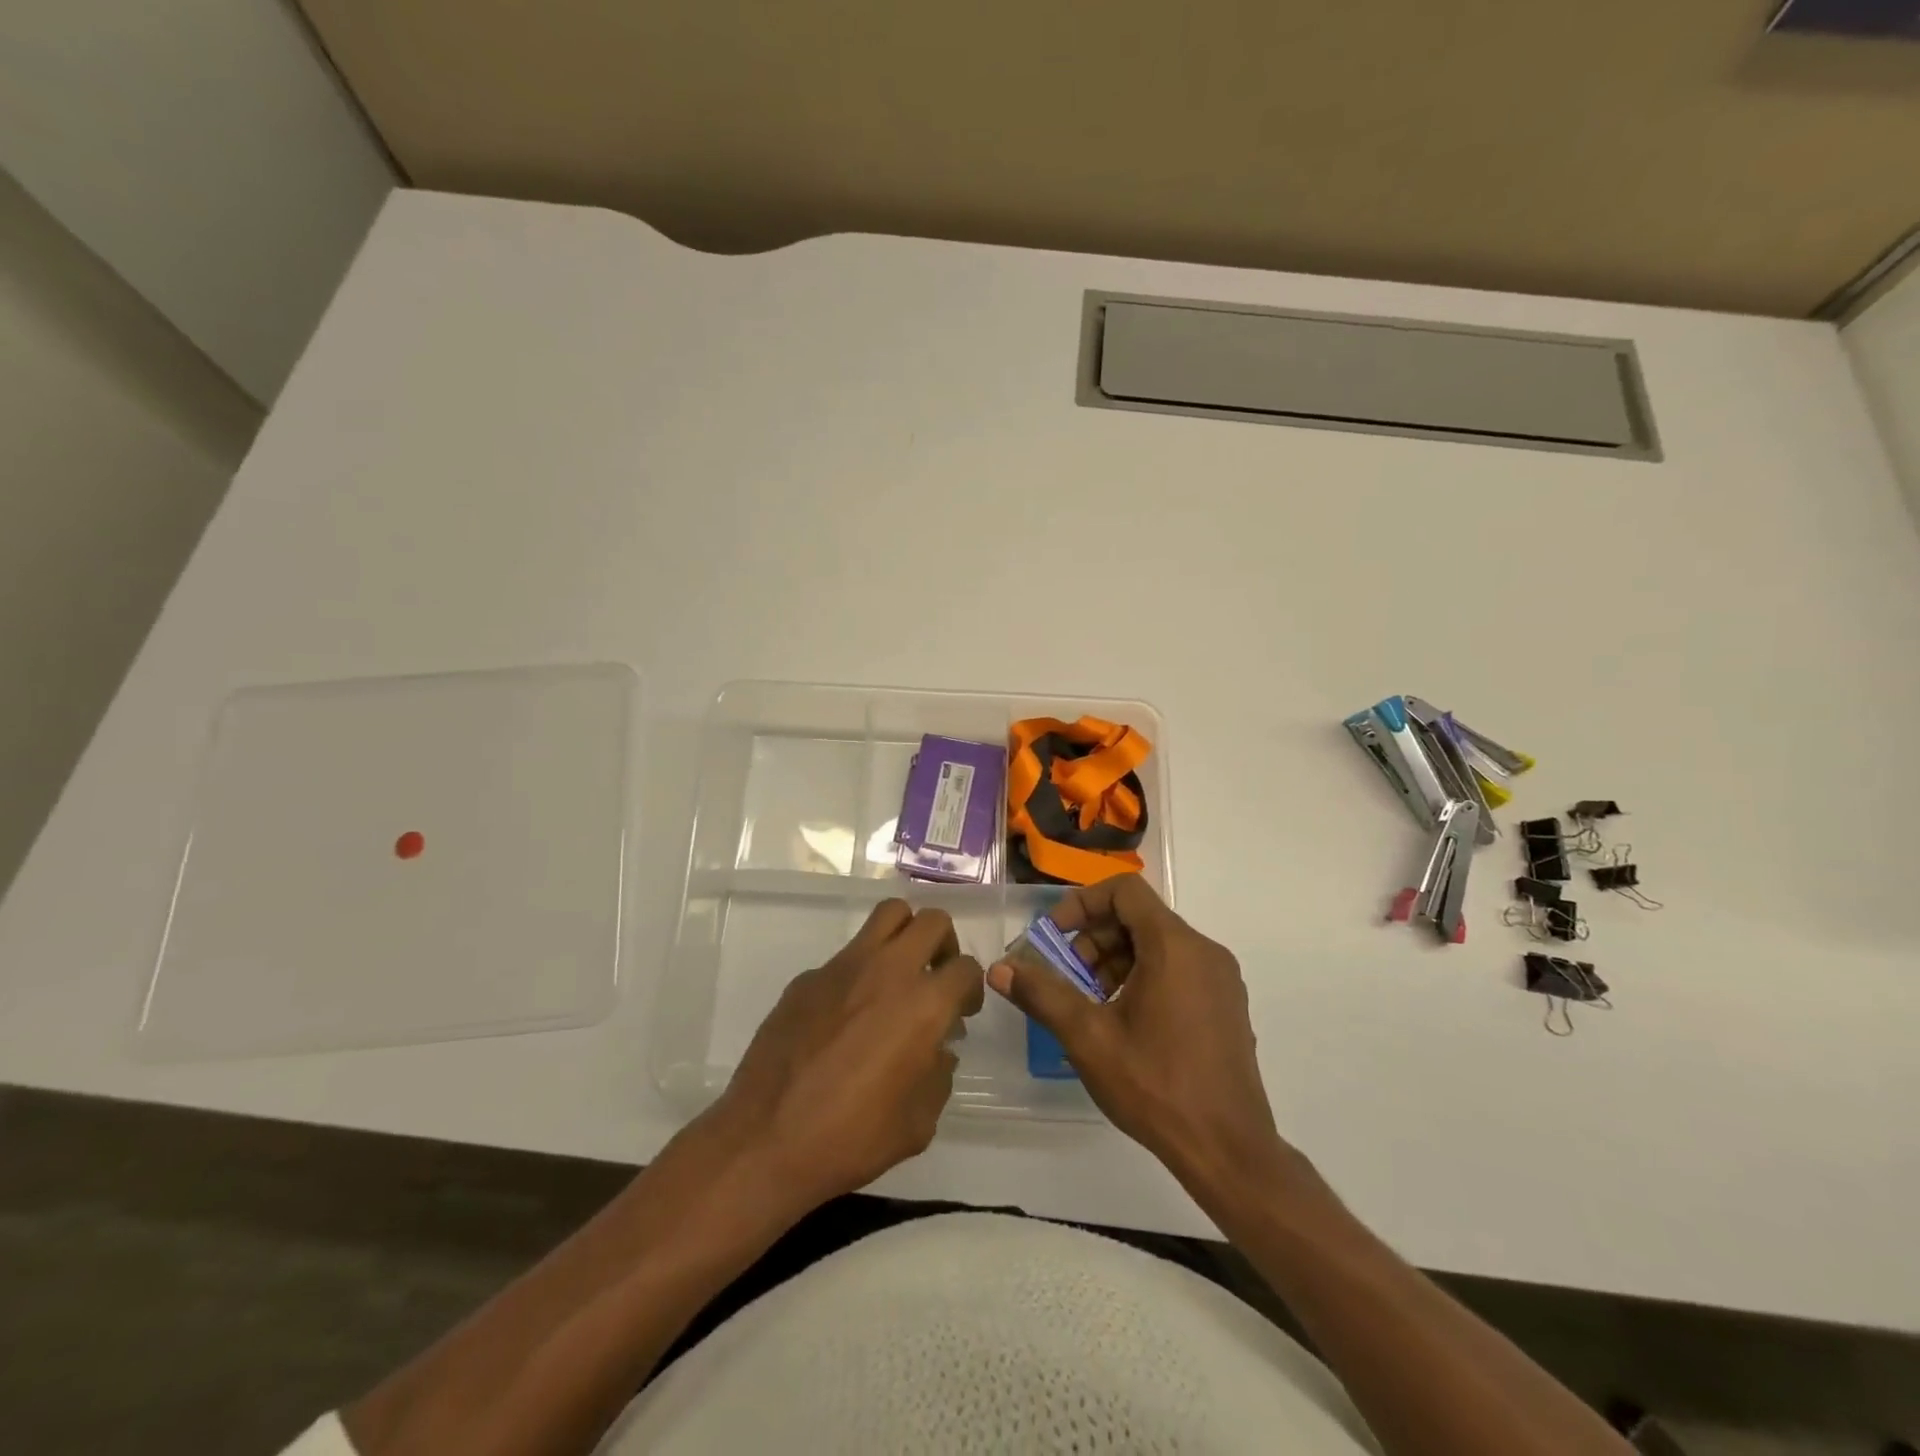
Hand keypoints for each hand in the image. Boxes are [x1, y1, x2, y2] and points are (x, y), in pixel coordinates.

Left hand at [705, 900, 984, 1210]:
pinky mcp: (808, 976)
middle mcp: (888, 971)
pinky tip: (845, 1015)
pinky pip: (847, 955)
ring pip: (888, 915)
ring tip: (898, 974)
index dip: (970, 988)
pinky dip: (859, 971)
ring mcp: (844, 966)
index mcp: (924, 1005)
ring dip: (905, 935)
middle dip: (944, 944)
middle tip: (935, 977)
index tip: (961, 1012)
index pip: (966, 968)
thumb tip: (938, 1051)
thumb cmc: (852, 1139)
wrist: (766, 1139)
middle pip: (932, 921)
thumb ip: (938, 1076)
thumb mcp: (918, 1123)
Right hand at [988, 875, 1286, 1190]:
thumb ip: (1042, 994)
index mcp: (1175, 946)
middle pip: (1140, 917)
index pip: (1124, 891)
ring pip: (1158, 944)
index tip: (1055, 935)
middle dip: (1094, 937)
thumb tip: (999, 969)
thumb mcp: (1088, 1038)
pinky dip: (1143, 976)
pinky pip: (1178, 968)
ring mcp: (1220, 979)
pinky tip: (1123, 1020)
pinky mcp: (1226, 1005)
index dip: (1083, 903)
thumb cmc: (1156, 1086)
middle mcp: (1204, 951)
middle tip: (1067, 976)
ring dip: (1116, 959)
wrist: (1229, 1151)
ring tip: (1090, 1001)